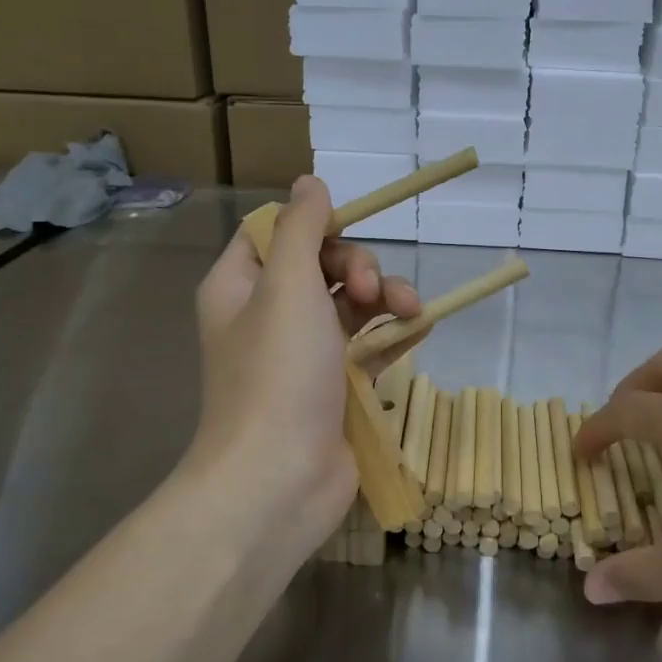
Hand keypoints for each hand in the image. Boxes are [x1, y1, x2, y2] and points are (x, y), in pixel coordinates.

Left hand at [188, 177, 419, 561]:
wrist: (280, 479)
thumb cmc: (277, 374)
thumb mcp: (287, 285)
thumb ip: (300, 228)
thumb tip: (310, 182)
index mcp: (241, 286)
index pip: (275, 233)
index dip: (314, 225)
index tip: (348, 229)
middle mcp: (267, 315)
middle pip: (321, 266)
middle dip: (359, 267)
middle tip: (375, 289)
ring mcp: (303, 355)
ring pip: (351, 305)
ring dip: (386, 298)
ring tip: (410, 311)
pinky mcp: (334, 387)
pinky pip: (368, 344)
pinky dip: (393, 333)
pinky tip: (420, 327)